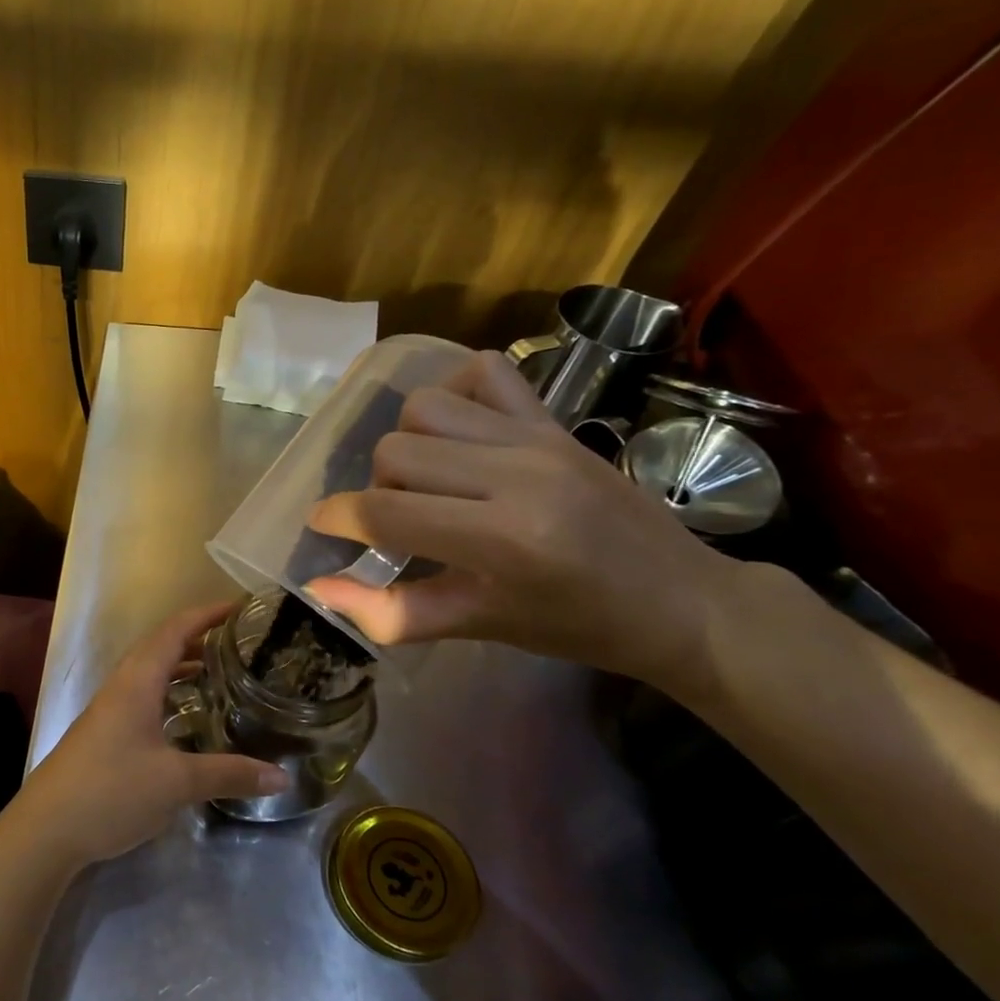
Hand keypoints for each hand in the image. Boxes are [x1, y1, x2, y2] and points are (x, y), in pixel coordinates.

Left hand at [8, 603, 289, 870]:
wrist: (46, 829)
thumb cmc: (112, 791)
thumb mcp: (177, 782)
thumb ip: (229, 774)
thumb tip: (281, 776)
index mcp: (137, 681)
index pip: (175, 630)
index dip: (207, 614)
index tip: (241, 608)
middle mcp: (122, 686)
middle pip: (162, 647)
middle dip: (199, 639)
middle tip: (240, 644)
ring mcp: (110, 710)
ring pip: (151, 674)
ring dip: (183, 667)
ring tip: (221, 674)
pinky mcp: (105, 733)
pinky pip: (144, 697)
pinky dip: (170, 695)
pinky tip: (188, 719)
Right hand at [305, 349, 741, 686]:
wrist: (680, 599)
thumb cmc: (575, 625)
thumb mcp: (478, 626)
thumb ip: (391, 612)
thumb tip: (319, 589)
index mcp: (502, 538)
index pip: (385, 511)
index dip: (337, 518)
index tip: (325, 527)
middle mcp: (517, 473)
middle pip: (395, 451)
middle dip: (377, 488)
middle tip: (402, 520)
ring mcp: (538, 437)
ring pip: (426, 407)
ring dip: (409, 444)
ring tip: (431, 480)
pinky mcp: (553, 419)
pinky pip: (483, 374)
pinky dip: (455, 394)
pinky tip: (459, 435)